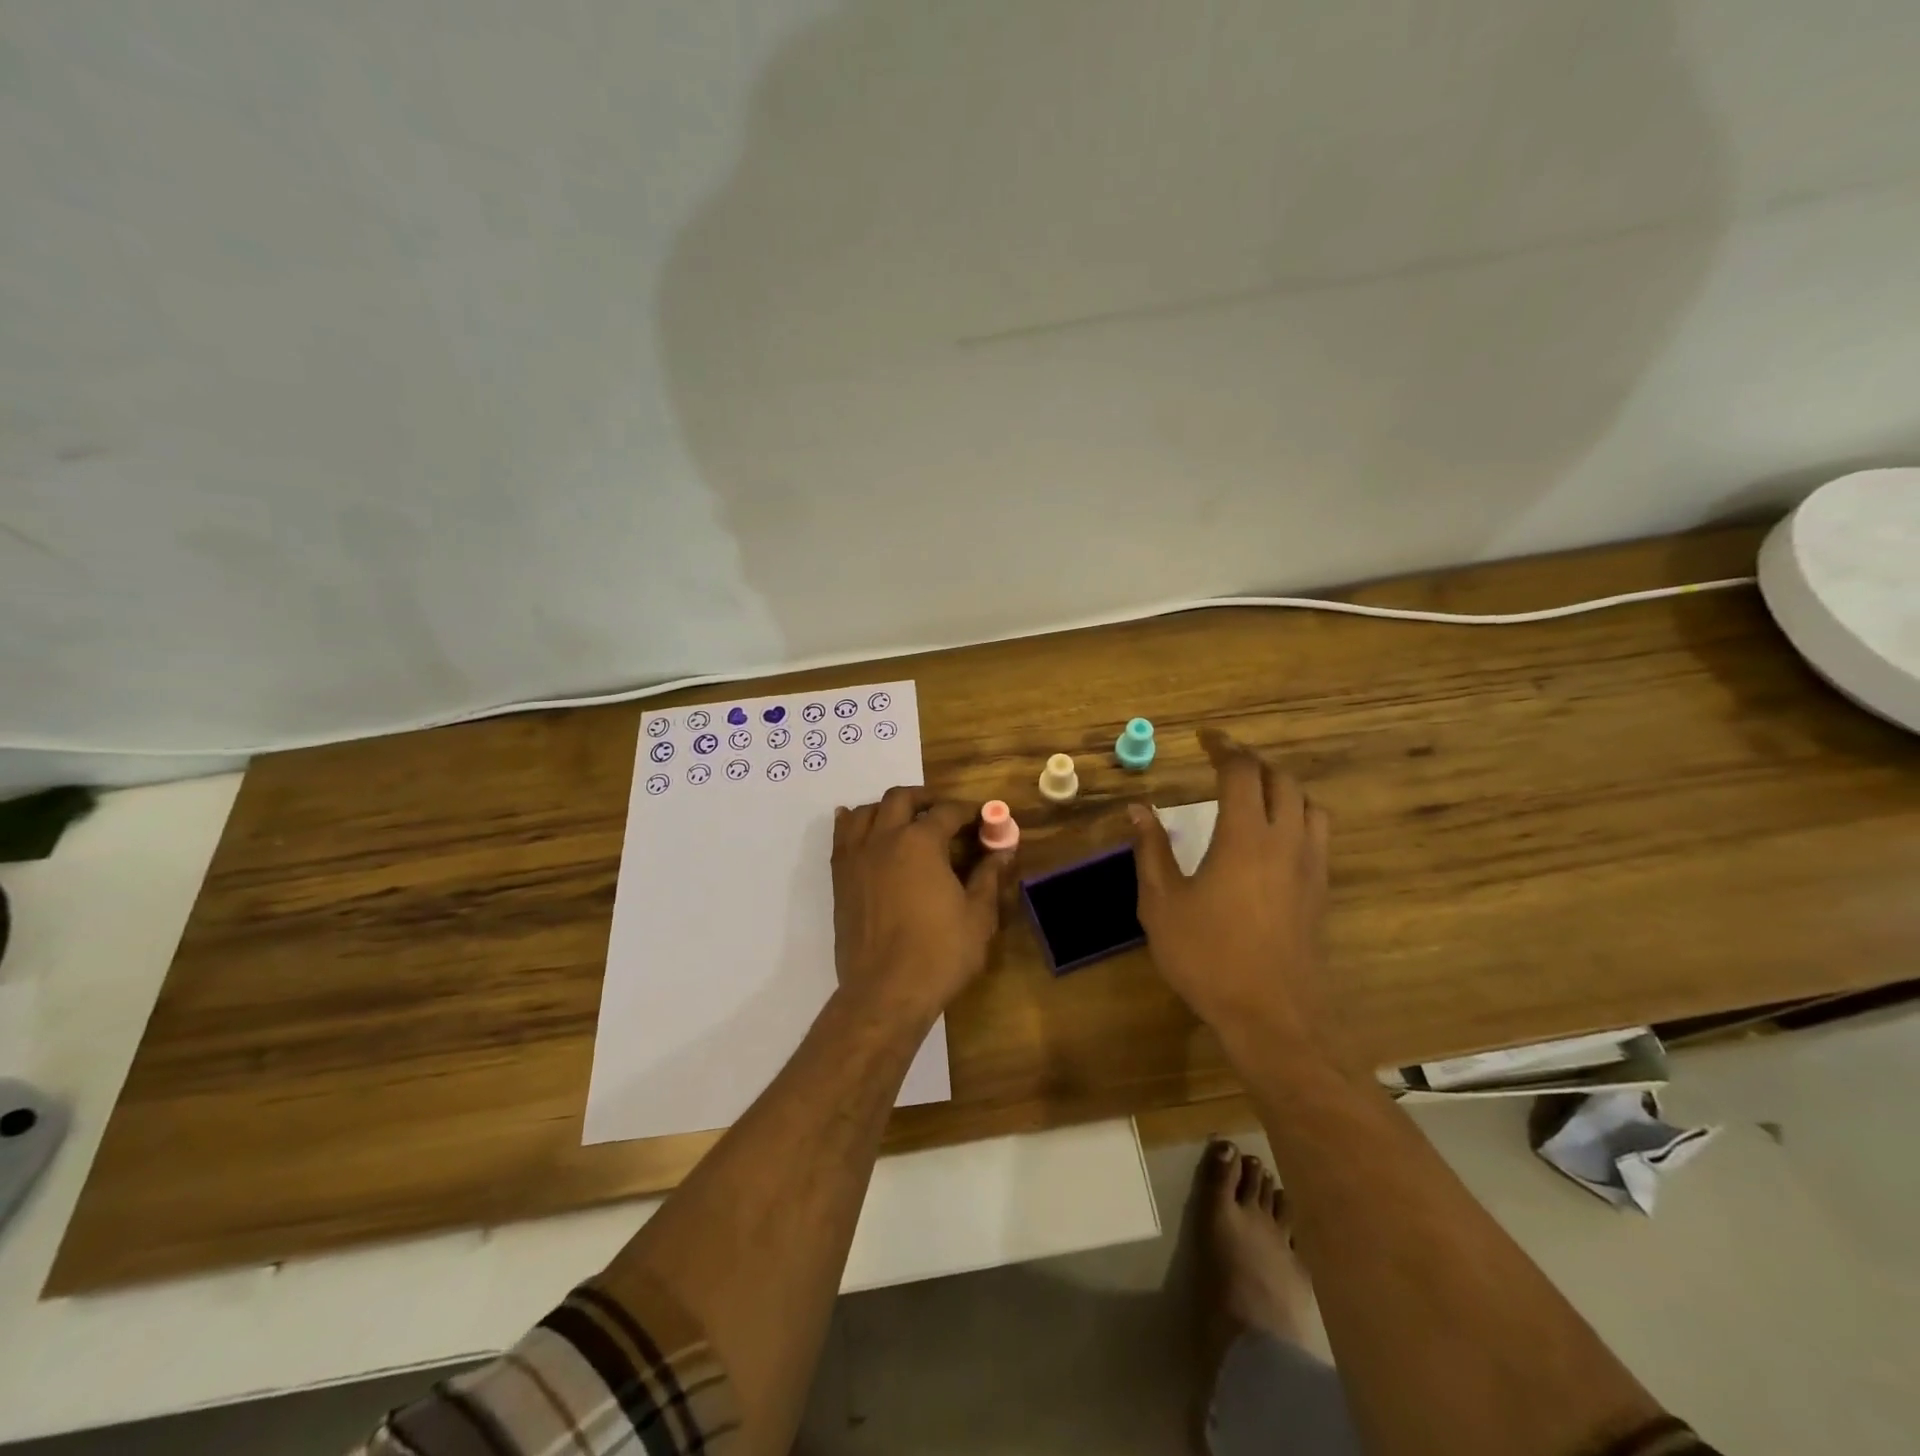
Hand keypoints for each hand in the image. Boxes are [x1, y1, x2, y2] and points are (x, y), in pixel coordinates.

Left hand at [831, 787, 1011, 1029]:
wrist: (886, 991)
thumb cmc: (940, 953)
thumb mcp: (978, 915)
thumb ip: (989, 876)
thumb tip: (1004, 850)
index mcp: (921, 842)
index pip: (947, 811)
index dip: (969, 810)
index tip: (982, 816)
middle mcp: (885, 838)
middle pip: (902, 798)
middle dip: (926, 798)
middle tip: (945, 812)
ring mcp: (857, 856)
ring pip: (867, 811)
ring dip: (888, 808)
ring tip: (904, 820)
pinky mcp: (840, 878)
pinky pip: (842, 836)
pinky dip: (853, 823)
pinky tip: (860, 825)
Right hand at [1127, 730, 1335, 1056]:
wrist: (1273, 1015)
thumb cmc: (1208, 957)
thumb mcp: (1162, 904)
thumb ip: (1151, 851)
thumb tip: (1138, 810)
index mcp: (1245, 837)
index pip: (1242, 772)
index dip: (1224, 748)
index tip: (1205, 738)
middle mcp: (1285, 840)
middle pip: (1281, 780)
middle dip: (1252, 763)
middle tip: (1223, 763)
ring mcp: (1310, 866)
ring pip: (1308, 804)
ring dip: (1280, 788)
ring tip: (1252, 795)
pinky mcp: (1321, 890)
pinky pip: (1318, 833)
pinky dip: (1297, 816)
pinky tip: (1274, 838)